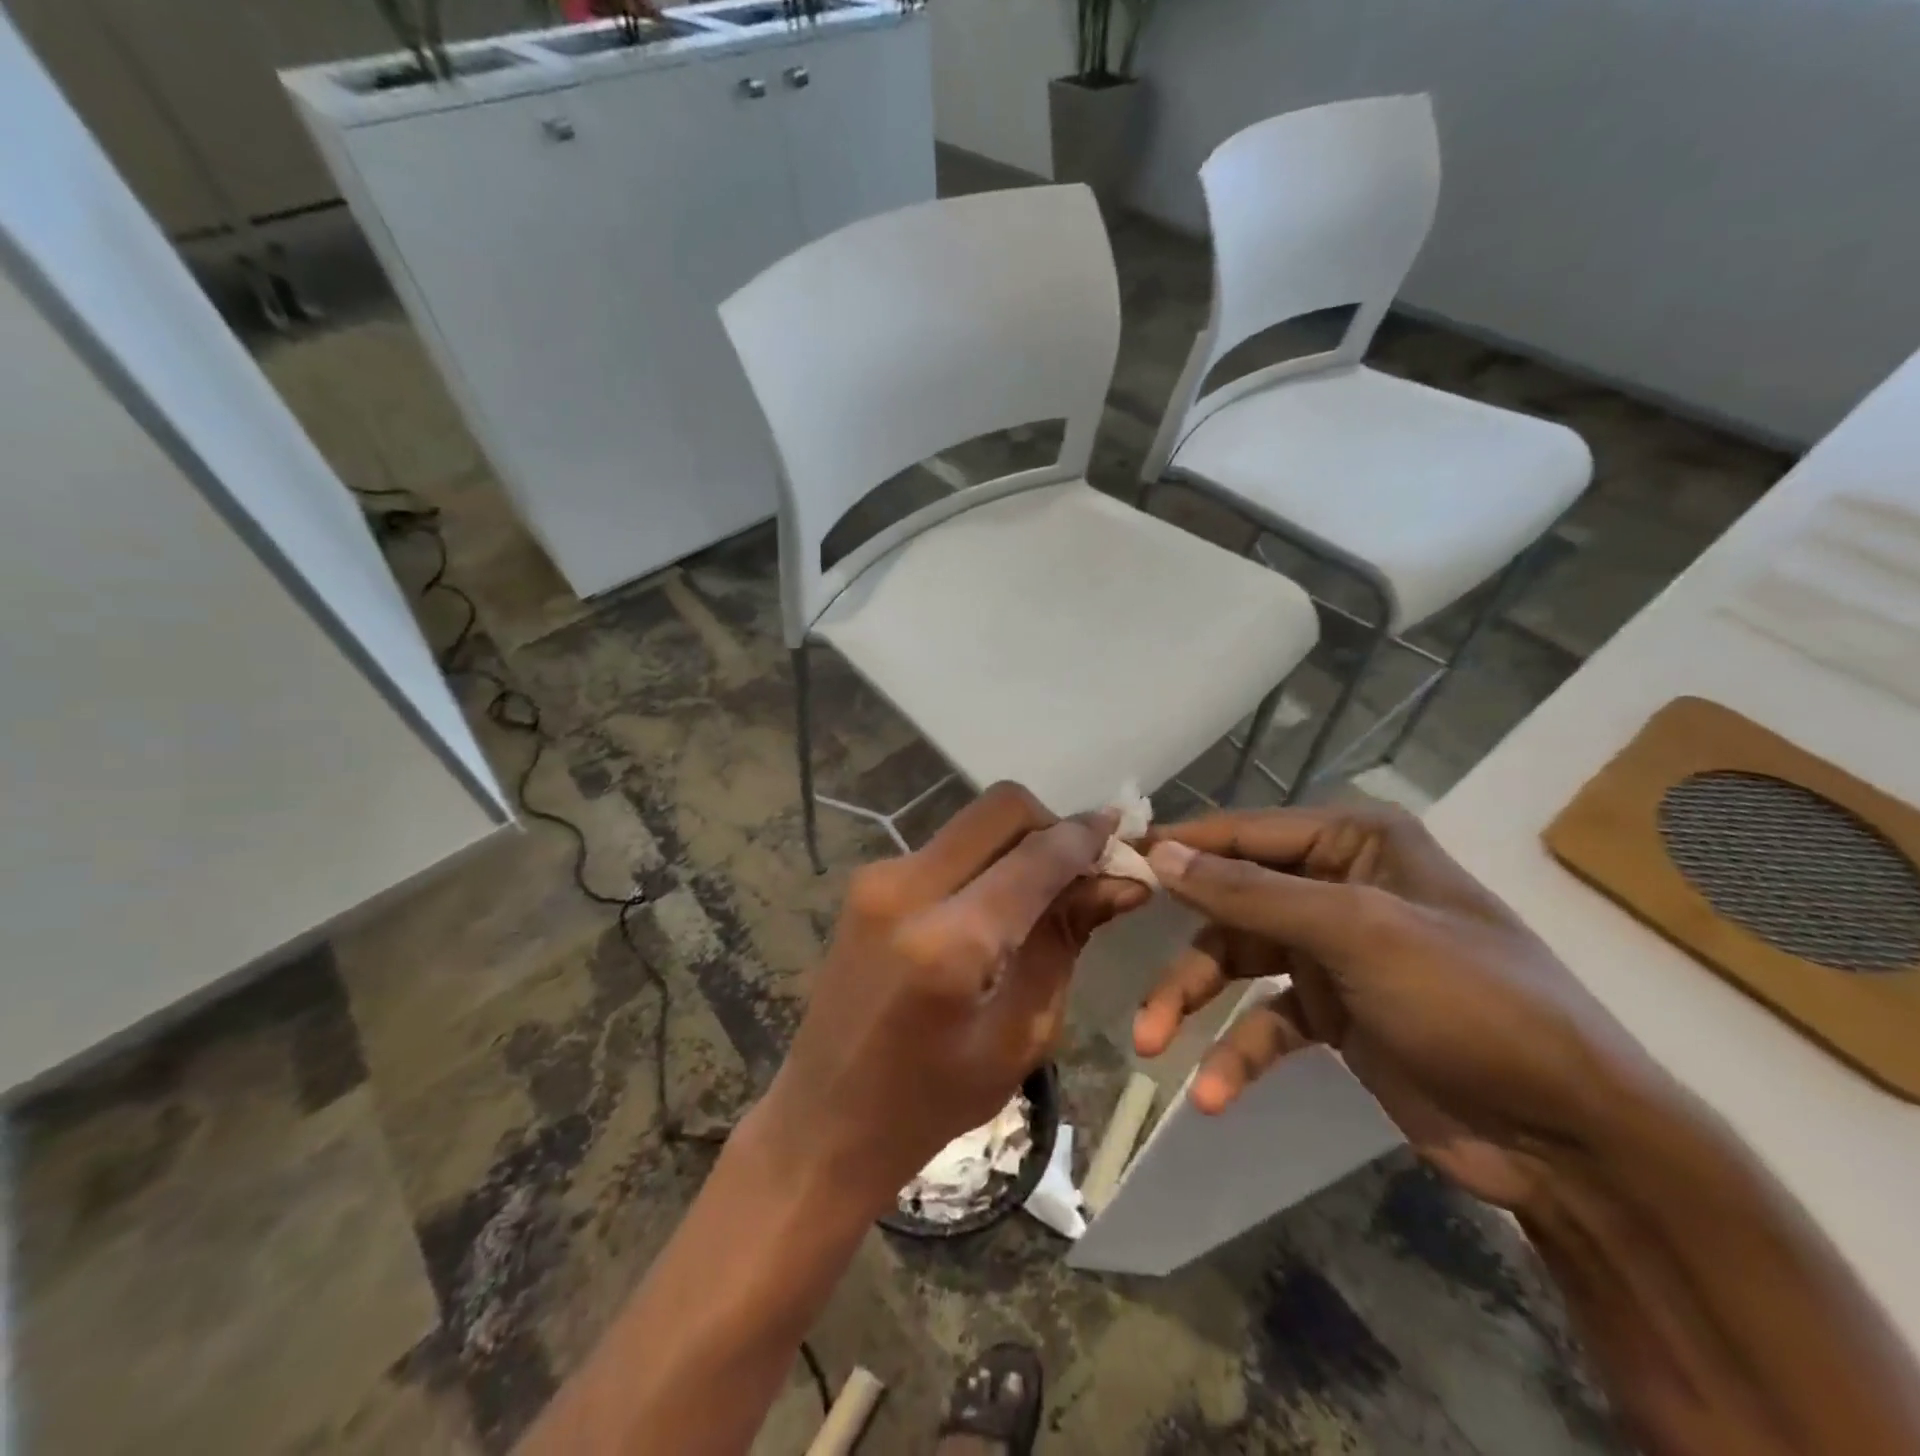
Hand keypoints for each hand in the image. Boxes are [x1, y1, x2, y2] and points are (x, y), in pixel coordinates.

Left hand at [758, 784, 1150, 1213]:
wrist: (823, 1121)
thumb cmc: (929, 1103)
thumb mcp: (1019, 1035)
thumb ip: (1065, 943)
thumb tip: (1120, 883)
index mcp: (948, 942)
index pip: (1035, 856)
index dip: (1086, 838)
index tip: (1122, 836)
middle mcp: (906, 888)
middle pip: (1000, 808)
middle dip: (1051, 826)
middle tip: (1079, 870)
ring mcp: (878, 877)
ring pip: (972, 822)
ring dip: (1017, 842)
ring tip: (1042, 892)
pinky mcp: (867, 881)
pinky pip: (945, 846)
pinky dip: (984, 858)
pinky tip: (996, 904)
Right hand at [1135, 806, 1658, 1210]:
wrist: (1574, 1139)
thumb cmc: (1469, 1001)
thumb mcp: (1356, 931)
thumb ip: (1250, 891)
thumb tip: (1159, 852)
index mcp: (1352, 841)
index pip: (1241, 833)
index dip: (1176, 848)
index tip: (1111, 863)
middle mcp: (1336, 885)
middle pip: (1228, 904)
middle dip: (1180, 949)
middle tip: (1123, 962)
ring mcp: (1331, 952)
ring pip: (1234, 964)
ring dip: (1192, 1004)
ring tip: (1152, 1044)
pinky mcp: (1331, 1014)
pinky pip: (1262, 1022)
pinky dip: (1235, 1053)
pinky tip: (1214, 1093)